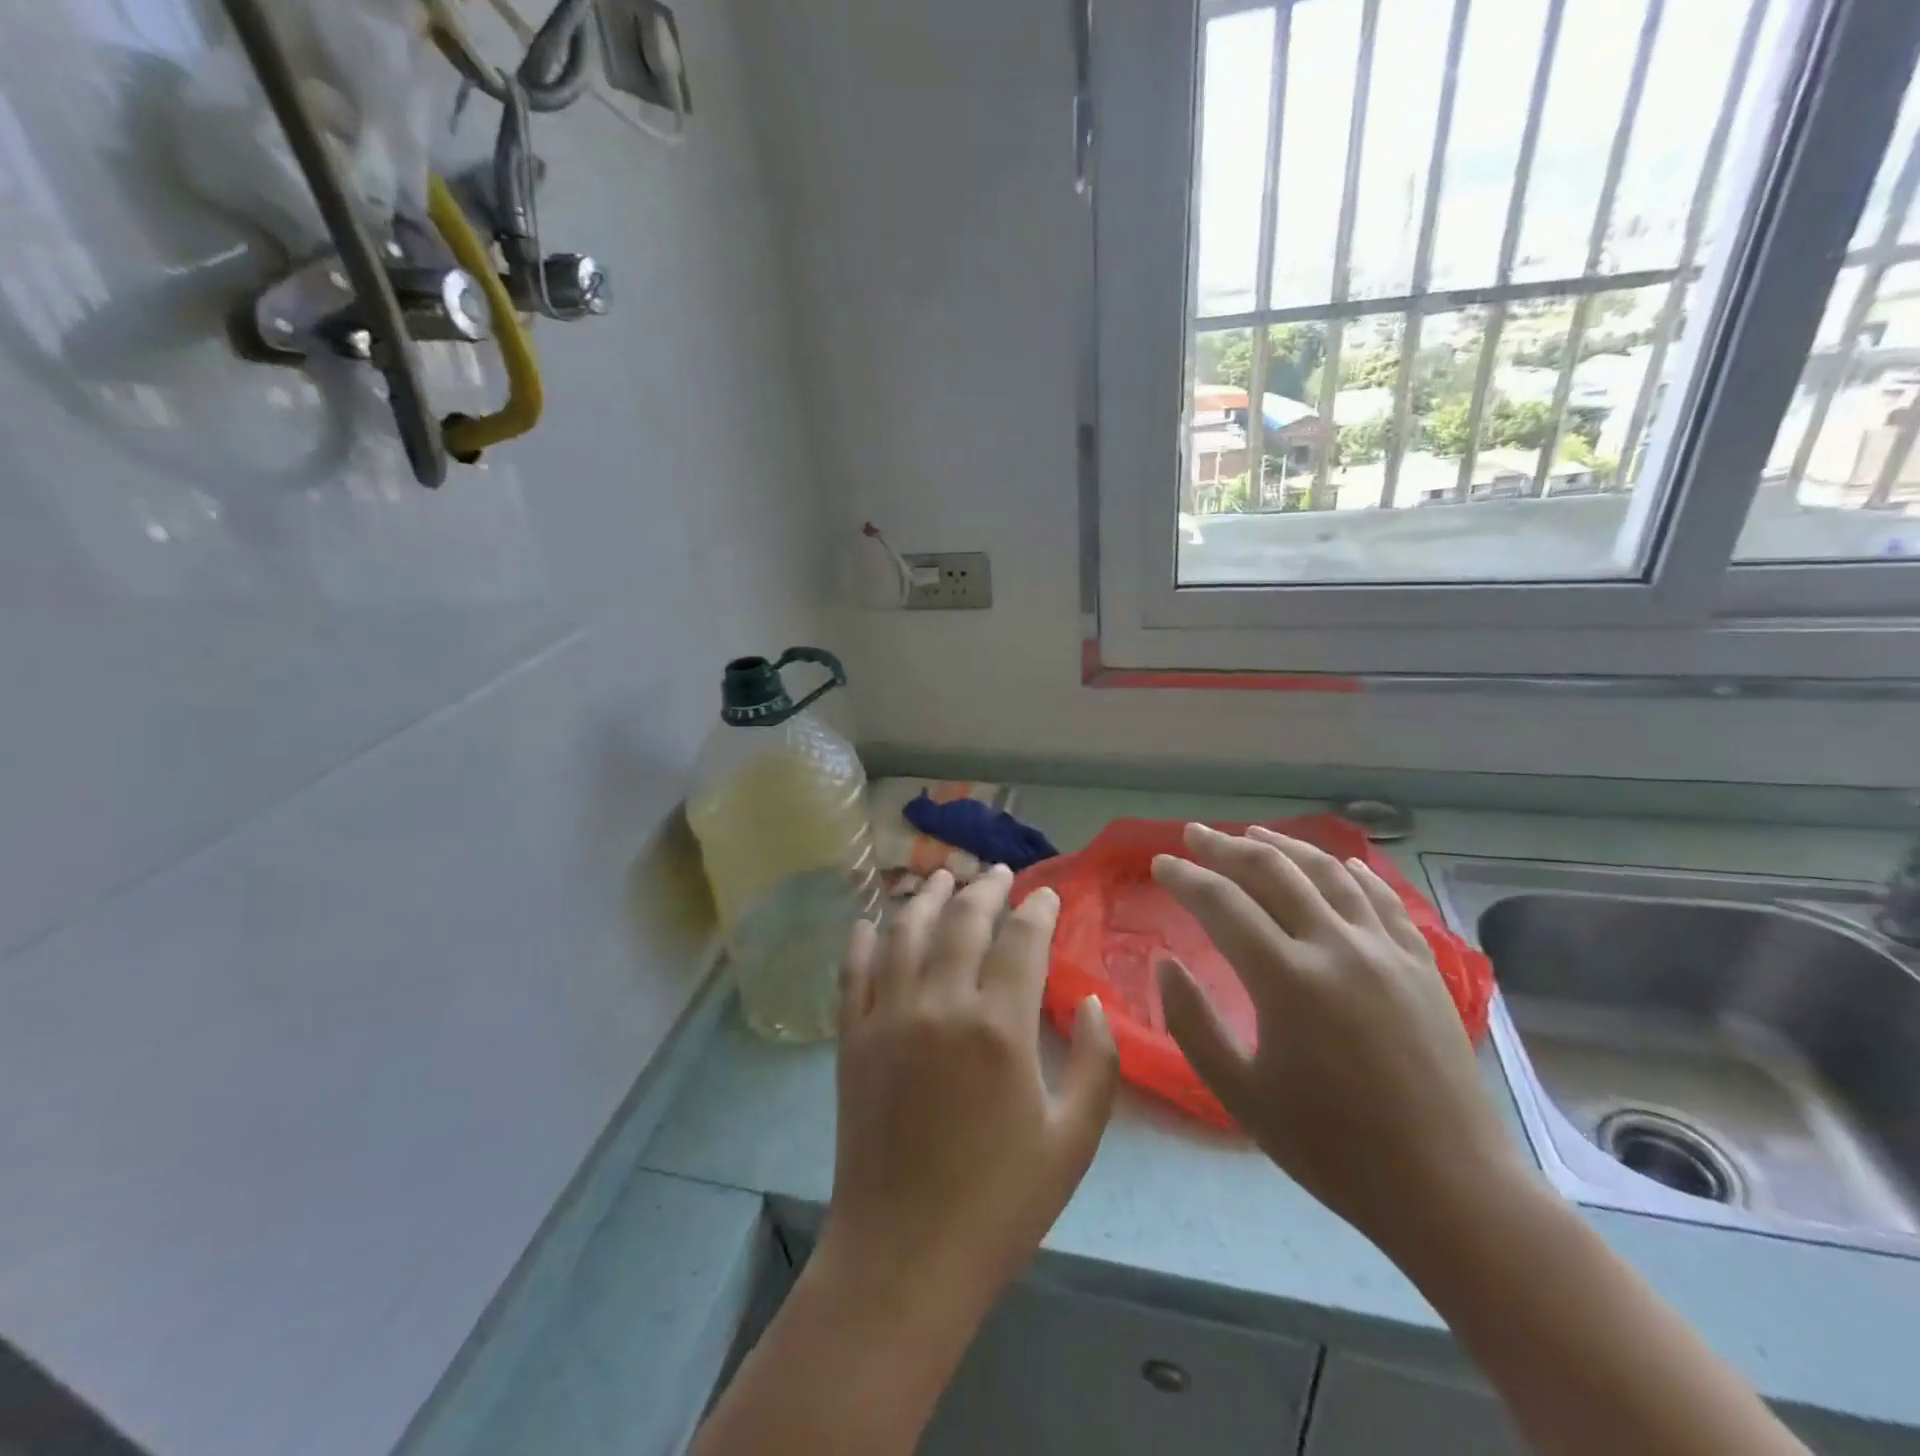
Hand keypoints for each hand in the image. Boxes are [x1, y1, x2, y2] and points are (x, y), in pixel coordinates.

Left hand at [817, 867, 1120, 1322]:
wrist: (904, 1256)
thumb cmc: (1000, 1204)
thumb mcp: (1073, 1141)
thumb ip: (1096, 1065)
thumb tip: (1092, 1004)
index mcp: (999, 1028)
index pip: (1021, 941)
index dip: (1037, 910)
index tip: (1047, 897)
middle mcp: (940, 1005)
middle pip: (962, 922)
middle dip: (984, 889)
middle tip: (997, 874)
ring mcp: (889, 1017)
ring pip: (905, 932)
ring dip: (925, 898)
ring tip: (940, 877)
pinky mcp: (853, 1038)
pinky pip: (854, 971)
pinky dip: (864, 938)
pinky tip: (873, 921)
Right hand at [1152, 824, 1523, 1257]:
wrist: (1450, 1190)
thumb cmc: (1333, 1149)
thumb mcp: (1241, 1095)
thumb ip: (1192, 1023)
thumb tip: (1165, 964)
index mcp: (1287, 979)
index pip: (1222, 903)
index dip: (1185, 877)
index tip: (1160, 863)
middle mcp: (1336, 947)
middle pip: (1272, 872)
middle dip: (1225, 847)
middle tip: (1194, 834)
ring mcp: (1386, 951)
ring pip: (1327, 873)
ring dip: (1283, 847)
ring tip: (1252, 834)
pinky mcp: (1421, 965)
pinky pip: (1383, 900)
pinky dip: (1353, 873)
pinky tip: (1338, 864)